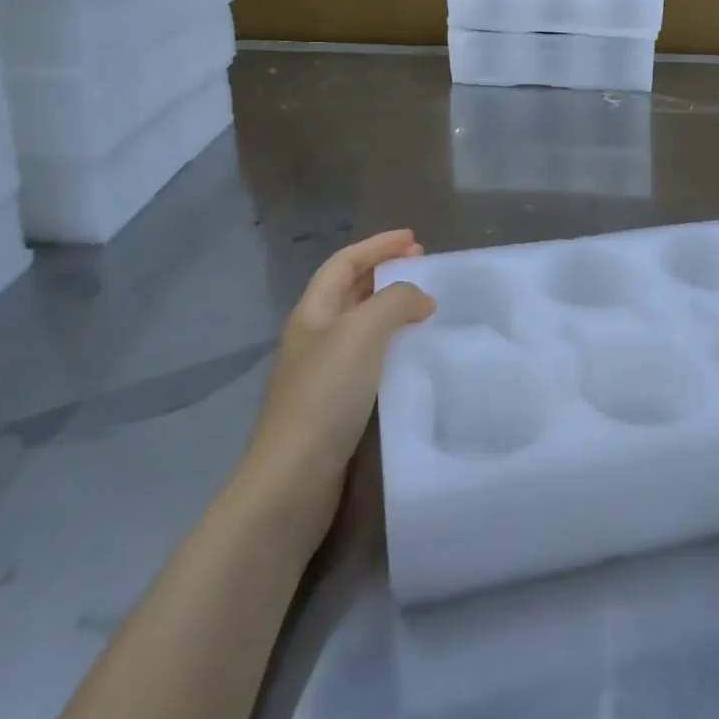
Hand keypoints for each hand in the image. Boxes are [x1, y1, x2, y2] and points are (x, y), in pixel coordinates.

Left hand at [245, 230, 434, 522]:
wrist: (293, 479)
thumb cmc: (327, 393)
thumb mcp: (364, 332)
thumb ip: (396, 301)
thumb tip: (421, 298)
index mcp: (313, 311)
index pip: (345, 262)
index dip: (378, 245)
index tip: (414, 239)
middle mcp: (314, 335)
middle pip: (350, 290)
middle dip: (385, 272)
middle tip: (423, 267)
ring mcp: (322, 372)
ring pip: (360, 325)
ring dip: (391, 309)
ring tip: (425, 308)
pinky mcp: (334, 404)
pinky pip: (368, 358)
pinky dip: (392, 345)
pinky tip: (412, 356)